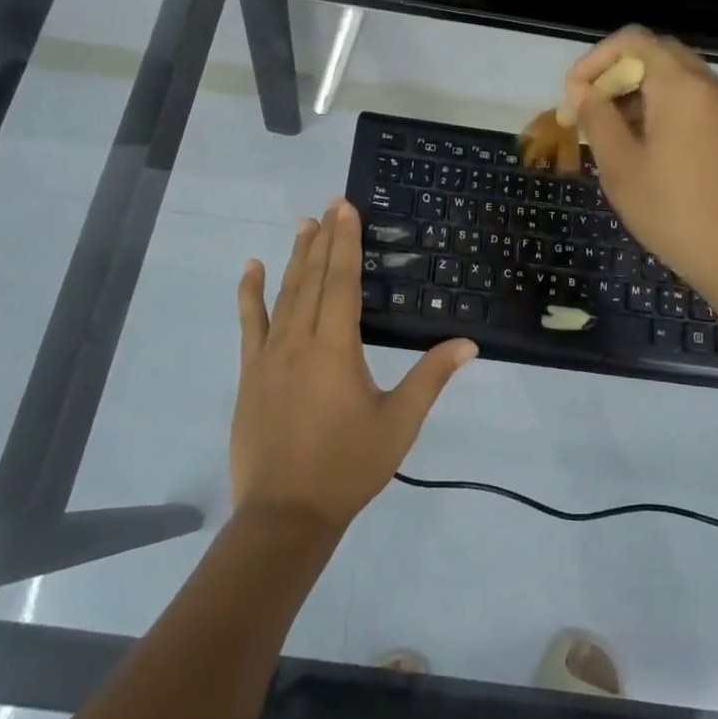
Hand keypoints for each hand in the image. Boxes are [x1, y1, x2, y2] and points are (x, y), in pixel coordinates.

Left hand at [233, 200, 476, 534]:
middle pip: (311, 278)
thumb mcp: (399, 423)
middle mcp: (298, 340)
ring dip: (294, 257)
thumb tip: (467, 344)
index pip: (341, 280)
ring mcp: (268, 355)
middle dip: (323, 239)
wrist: (285, 513)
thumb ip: (431, 378)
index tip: (345, 207)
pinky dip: (250, 293)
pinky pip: (249, 323)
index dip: (345, 241)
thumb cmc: (348, 466)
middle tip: (330, 205)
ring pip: (283, 293)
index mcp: (335, 347)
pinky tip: (251, 268)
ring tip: (303, 225)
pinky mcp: (250, 372)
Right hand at [564, 27, 717, 311]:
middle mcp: (711, 84)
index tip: (574, 98)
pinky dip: (663, 108)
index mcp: (681, 85)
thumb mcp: (620, 165)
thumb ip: (596, 117)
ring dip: (638, 93)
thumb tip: (583, 91)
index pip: (632, 40)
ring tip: (610, 135)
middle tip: (588, 114)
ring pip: (676, 78)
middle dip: (615, 76)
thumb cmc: (673, 211)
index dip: (594, 60)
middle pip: (656, 54)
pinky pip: (694, 100)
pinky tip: (645, 147)